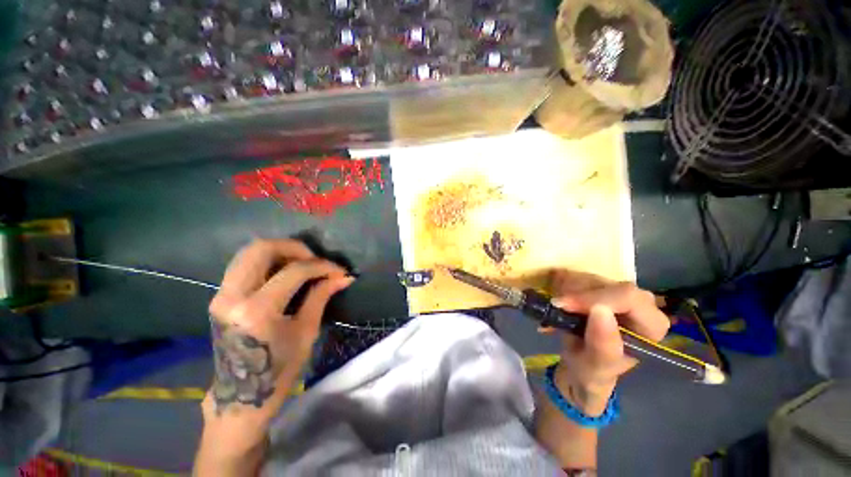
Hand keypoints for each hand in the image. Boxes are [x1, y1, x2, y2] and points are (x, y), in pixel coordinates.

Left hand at [204, 239, 352, 424]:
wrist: (238, 396)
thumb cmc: (278, 370)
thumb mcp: (306, 331)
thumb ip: (321, 296)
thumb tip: (344, 276)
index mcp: (257, 311)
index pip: (294, 271)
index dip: (322, 266)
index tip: (339, 271)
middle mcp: (232, 297)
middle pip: (262, 248)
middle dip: (295, 248)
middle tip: (315, 259)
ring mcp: (221, 295)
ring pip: (249, 252)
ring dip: (280, 251)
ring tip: (302, 263)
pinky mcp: (220, 296)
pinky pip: (244, 264)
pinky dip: (267, 260)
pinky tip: (285, 272)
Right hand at [546, 271, 669, 416]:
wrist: (580, 365)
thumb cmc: (592, 371)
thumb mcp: (595, 367)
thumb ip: (602, 345)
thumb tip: (600, 310)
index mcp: (650, 326)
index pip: (629, 298)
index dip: (594, 297)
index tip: (563, 305)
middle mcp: (640, 304)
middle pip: (608, 283)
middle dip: (578, 294)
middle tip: (556, 306)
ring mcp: (618, 293)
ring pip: (590, 277)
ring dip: (567, 291)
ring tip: (557, 310)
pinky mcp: (600, 287)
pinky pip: (579, 276)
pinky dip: (563, 287)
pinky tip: (559, 304)